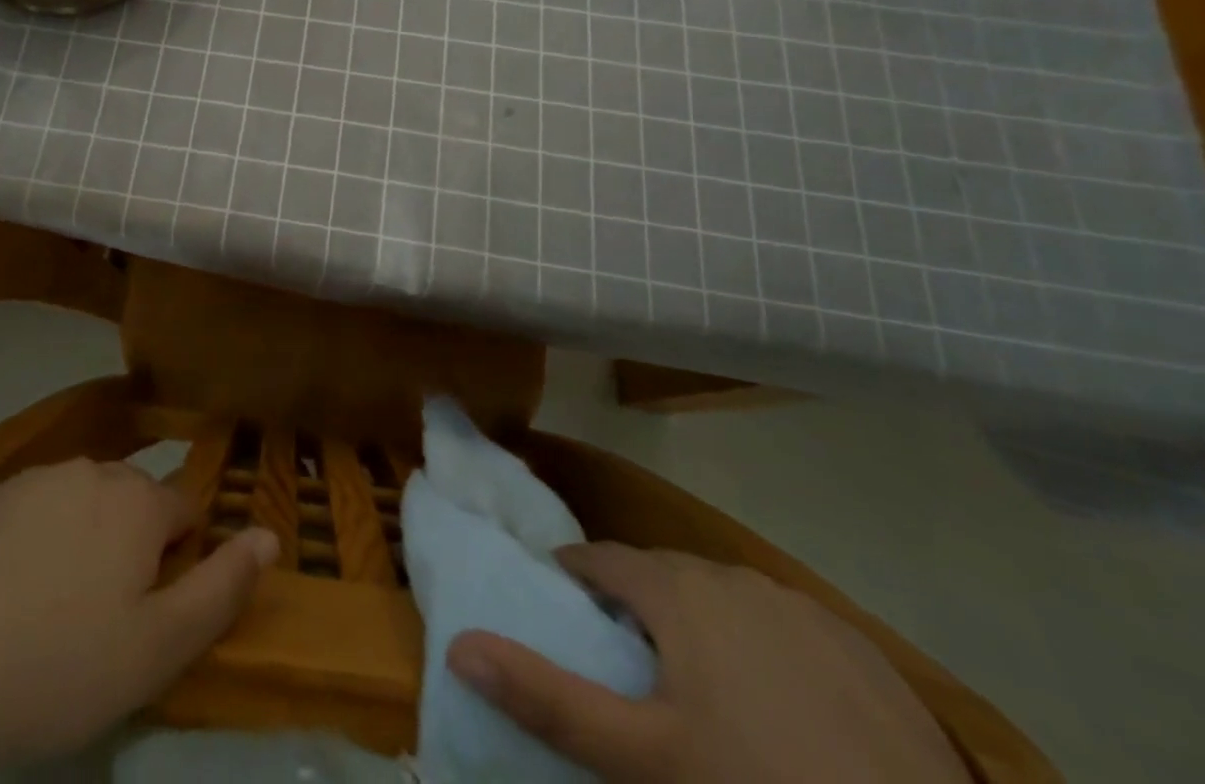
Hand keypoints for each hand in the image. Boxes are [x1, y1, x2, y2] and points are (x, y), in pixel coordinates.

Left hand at [0, 459, 276, 783]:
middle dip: (129, 547)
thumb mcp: (157, 650)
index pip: (184, 510)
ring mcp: (34, 478)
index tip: (147, 612)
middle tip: (98, 622)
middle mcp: (91, 470)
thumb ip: (221, 586)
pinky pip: (32, 511)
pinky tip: (3, 597)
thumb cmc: (56, 670)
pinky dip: (32, 542)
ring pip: (81, 504)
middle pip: (131, 502)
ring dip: (80, 542)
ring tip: (47, 612)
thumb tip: (270, 534)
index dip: (176, 561)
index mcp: (137, 501)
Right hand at [446, 542, 970, 783]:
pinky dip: (764, 647)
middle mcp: (732, 577)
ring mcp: (802, 608)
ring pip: (726, 597)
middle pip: (663, 574)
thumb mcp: (643, 761)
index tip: (562, 607)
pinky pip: (787, 627)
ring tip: (700, 685)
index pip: (601, 559)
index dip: (575, 578)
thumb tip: (459, 643)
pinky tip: (783, 709)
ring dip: (700, 622)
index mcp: (677, 590)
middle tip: (627, 661)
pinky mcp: (861, 649)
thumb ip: (549, 699)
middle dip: (636, 603)